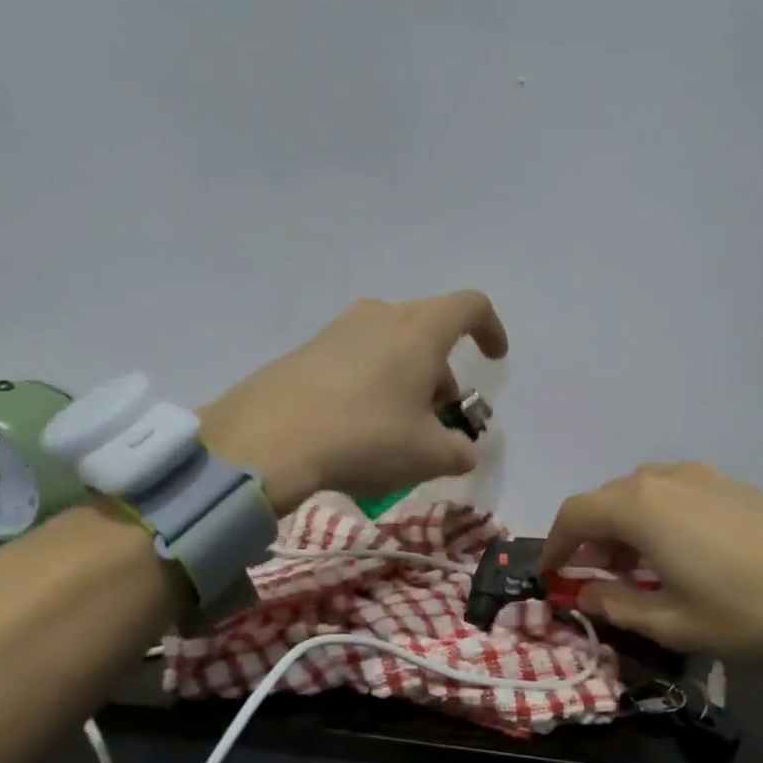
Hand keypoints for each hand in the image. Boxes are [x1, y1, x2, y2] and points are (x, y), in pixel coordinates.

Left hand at [200, 291, 508, 515]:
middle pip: (427, 331)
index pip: (470, 307)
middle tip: (440, 419)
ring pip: (390, 346)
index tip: (495, 360)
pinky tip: (358, 428)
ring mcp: (337, 330)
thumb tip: (464, 451)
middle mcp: (380, 317)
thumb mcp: (428, 455)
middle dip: (443, 373)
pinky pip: (355, 359)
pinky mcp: (305, 351)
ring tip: (399, 429)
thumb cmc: (366, 437)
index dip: (490, 330)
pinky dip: (371, 384)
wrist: (268, 439)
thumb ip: (459, 451)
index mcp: (420, 330)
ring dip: (406, 379)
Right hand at [540, 463, 762, 682]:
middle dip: (590, 538)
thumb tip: (585, 592)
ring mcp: (703, 476)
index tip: (551, 575)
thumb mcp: (673, 623)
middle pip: (606, 499)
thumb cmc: (749, 612)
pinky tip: (678, 555)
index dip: (554, 545)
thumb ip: (617, 604)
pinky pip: (674, 494)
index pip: (574, 514)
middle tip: (592, 578)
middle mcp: (664, 479)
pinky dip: (657, 520)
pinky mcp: (732, 483)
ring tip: (635, 570)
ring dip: (624, 527)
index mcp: (640, 508)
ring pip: (641, 494)